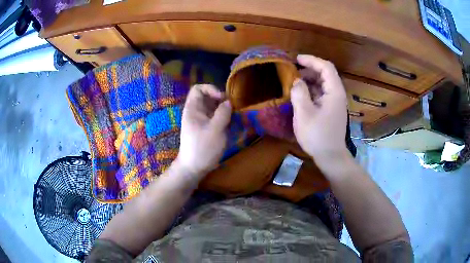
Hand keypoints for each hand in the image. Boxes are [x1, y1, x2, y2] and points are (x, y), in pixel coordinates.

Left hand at [174, 84, 231, 178]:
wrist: (194, 167)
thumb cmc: (203, 148)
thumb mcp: (215, 129)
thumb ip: (223, 113)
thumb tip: (228, 102)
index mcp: (193, 109)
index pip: (198, 89)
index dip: (211, 89)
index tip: (222, 98)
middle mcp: (196, 112)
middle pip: (208, 97)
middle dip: (221, 100)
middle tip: (232, 109)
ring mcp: (201, 120)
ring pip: (214, 107)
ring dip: (224, 110)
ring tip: (233, 117)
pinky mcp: (207, 128)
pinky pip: (216, 117)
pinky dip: (224, 118)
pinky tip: (231, 125)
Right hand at [290, 54, 348, 160]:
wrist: (330, 156)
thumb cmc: (318, 135)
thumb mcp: (304, 113)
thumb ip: (299, 93)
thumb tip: (296, 81)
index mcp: (334, 92)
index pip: (326, 67)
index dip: (311, 60)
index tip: (296, 59)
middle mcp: (337, 94)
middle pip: (325, 74)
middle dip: (308, 70)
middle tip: (292, 73)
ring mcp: (335, 103)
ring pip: (322, 84)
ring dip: (309, 81)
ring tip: (293, 84)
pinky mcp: (331, 110)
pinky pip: (321, 94)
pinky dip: (311, 91)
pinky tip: (300, 96)